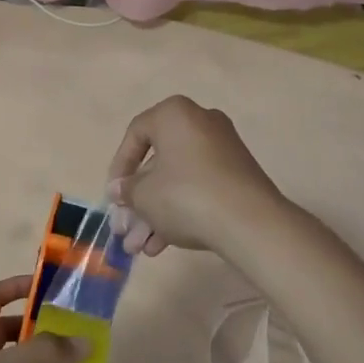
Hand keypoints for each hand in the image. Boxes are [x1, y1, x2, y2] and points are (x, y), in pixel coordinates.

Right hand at [106, 96, 284, 257]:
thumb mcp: (143, 195)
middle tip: (125, 229)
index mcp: (175, 114)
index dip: (119, 167)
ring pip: (178, 180)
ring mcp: (223, 150)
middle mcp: (201, 123)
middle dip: (138, 201)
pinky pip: (199, 189)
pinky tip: (163, 246)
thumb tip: (120, 190)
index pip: (136, 134)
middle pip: (158, 163)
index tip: (114, 195)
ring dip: (155, 213)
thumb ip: (127, 190)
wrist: (250, 222)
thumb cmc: (185, 195)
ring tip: (140, 248)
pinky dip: (180, 212)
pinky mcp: (238, 176)